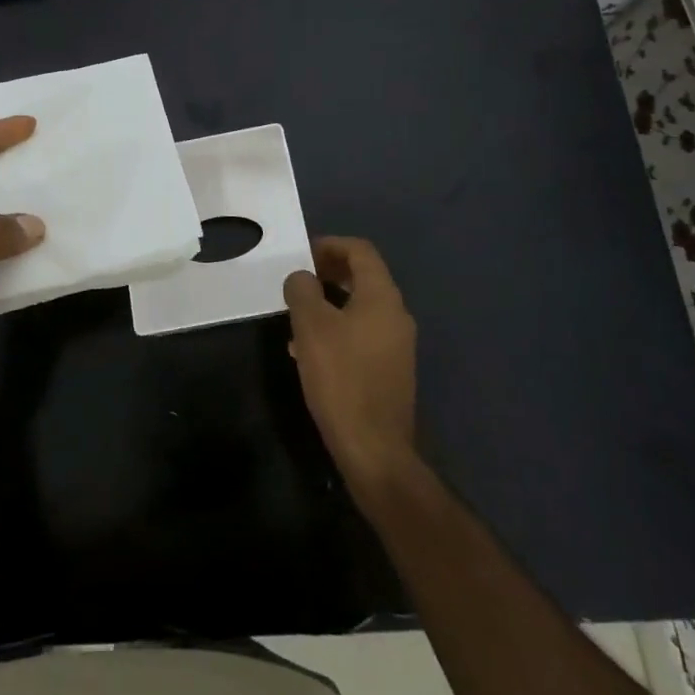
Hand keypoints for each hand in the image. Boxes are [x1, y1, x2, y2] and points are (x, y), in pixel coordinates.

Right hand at [284, 237, 418, 496]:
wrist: (374, 449)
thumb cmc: (341, 378)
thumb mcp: (311, 326)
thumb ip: (303, 291)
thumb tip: (302, 277)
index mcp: (382, 297)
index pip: (361, 251)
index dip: (330, 245)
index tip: (302, 254)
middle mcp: (396, 315)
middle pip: (363, 277)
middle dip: (328, 273)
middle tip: (298, 281)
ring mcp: (397, 344)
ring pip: (360, 308)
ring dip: (330, 303)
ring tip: (297, 318)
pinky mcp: (391, 370)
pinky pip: (362, 334)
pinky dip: (338, 330)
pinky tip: (310, 352)